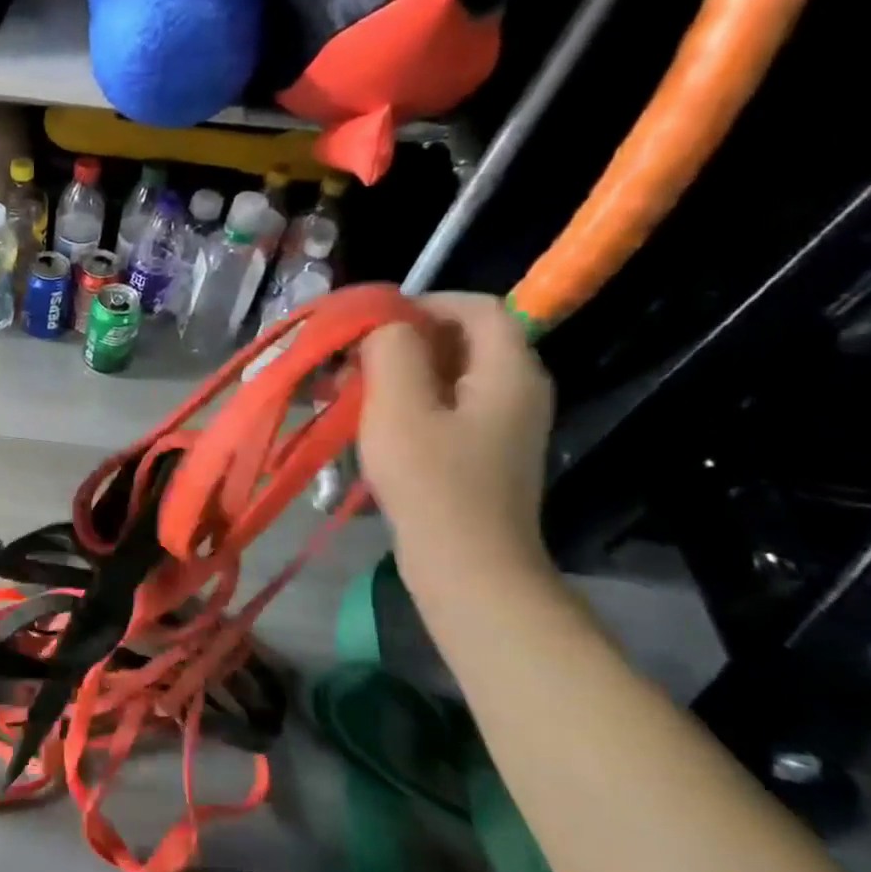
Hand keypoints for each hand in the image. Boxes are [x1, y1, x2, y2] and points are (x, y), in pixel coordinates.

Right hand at [358, 293, 553, 586]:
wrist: (469, 568)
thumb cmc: (432, 482)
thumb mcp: (400, 407)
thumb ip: (392, 350)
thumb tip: (387, 326)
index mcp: (509, 370)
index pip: (478, 307)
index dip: (425, 303)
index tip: (373, 322)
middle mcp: (518, 389)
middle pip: (464, 339)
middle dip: (404, 341)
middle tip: (353, 360)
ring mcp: (504, 425)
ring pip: (451, 376)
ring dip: (400, 374)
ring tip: (352, 392)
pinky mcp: (485, 453)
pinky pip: (448, 408)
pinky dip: (410, 403)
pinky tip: (373, 424)